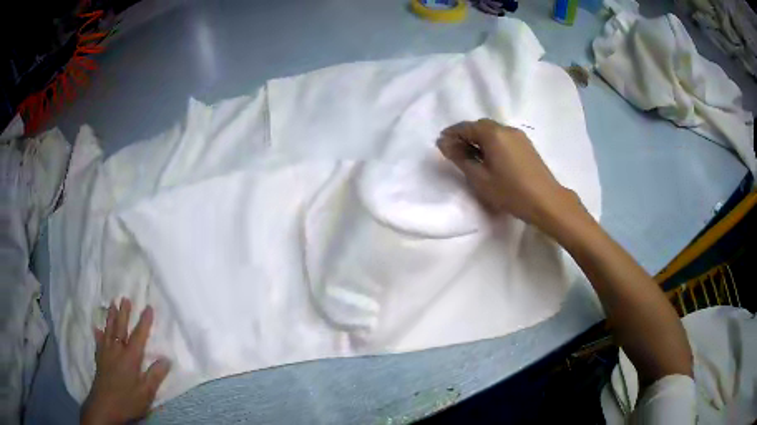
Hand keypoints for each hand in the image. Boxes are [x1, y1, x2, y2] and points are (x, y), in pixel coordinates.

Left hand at [81, 299, 170, 424]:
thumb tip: (166, 359)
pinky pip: (99, 342)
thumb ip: (155, 375)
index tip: (148, 307)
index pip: (138, 336)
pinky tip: (97, 329)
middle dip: (124, 313)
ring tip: (112, 304)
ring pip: (109, 331)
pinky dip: (98, 334)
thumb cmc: (128, 400)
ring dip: (111, 317)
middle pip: (120, 328)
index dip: (144, 322)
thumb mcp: (146, 392)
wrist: (105, 405)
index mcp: (130, 358)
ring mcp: (106, 353)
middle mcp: (117, 351)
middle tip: (125, 298)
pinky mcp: (100, 359)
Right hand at [437, 119, 581, 229]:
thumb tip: (444, 143)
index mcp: (493, 133)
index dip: (451, 134)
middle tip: (454, 152)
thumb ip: (460, 158)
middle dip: (465, 136)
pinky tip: (489, 159)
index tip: (440, 144)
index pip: (466, 127)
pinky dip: (491, 143)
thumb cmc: (511, 192)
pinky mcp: (526, 145)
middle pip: (480, 126)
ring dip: (478, 140)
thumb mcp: (480, 178)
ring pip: (492, 132)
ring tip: (470, 157)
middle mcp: (506, 129)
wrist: (546, 201)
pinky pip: (503, 138)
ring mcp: (518, 136)